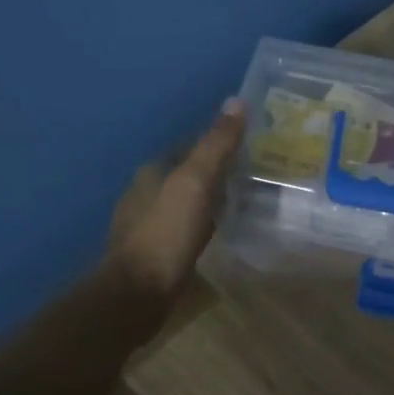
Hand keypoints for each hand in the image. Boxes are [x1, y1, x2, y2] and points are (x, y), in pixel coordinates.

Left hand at [106, 99, 245, 302]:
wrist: (138, 293)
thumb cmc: (166, 231)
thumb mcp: (196, 182)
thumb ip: (216, 144)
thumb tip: (236, 101)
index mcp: (152, 171)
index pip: (190, 147)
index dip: (219, 143)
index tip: (251, 145)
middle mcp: (145, 193)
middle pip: (188, 173)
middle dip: (217, 172)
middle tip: (256, 173)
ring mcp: (147, 224)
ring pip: (186, 201)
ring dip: (211, 199)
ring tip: (246, 201)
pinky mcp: (155, 252)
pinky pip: (185, 227)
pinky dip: (204, 223)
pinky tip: (221, 231)